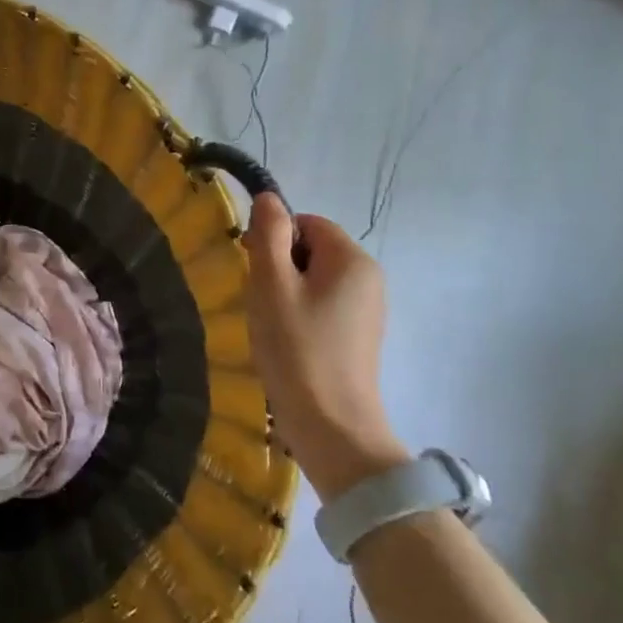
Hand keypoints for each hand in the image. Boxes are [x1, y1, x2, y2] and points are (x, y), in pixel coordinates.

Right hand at [243, 193, 408, 499]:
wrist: (332, 424)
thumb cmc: (296, 349)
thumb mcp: (271, 286)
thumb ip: (268, 236)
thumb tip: (268, 197)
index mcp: (352, 260)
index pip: (306, 223)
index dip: (273, 239)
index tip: (253, 271)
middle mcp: (369, 277)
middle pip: (312, 249)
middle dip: (278, 267)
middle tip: (260, 301)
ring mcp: (368, 308)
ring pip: (314, 278)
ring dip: (286, 292)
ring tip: (271, 324)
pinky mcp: (360, 334)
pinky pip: (323, 304)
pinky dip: (299, 313)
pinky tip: (287, 341)